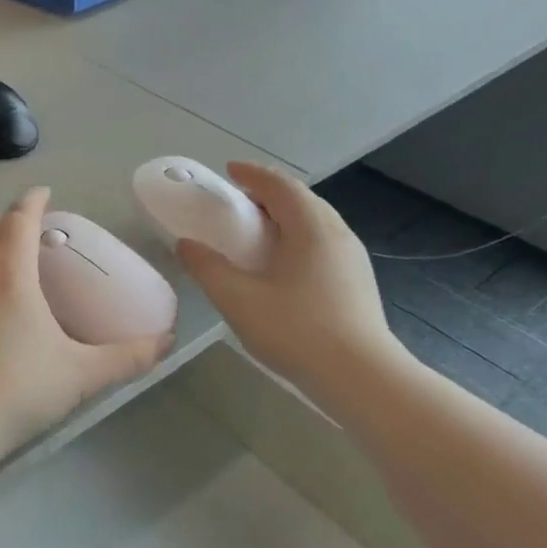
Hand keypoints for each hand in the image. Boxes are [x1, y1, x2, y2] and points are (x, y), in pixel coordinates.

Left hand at [0, 187, 169, 454]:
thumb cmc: (17, 390)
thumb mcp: (81, 374)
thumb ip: (127, 357)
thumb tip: (166, 342)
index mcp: (8, 269)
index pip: (19, 217)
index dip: (34, 201)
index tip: (45, 195)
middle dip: (9, 222)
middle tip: (31, 237)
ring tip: (2, 263)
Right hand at [174, 163, 404, 392]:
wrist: (360, 375)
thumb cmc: (296, 331)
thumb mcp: (239, 300)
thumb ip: (208, 268)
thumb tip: (186, 245)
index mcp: (310, 228)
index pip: (281, 185)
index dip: (253, 174)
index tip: (230, 171)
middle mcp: (337, 233)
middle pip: (302, 199)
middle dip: (270, 193)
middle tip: (240, 202)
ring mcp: (353, 257)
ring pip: (317, 222)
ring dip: (287, 216)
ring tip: (260, 231)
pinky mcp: (358, 280)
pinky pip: (324, 242)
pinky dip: (300, 237)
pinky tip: (285, 264)